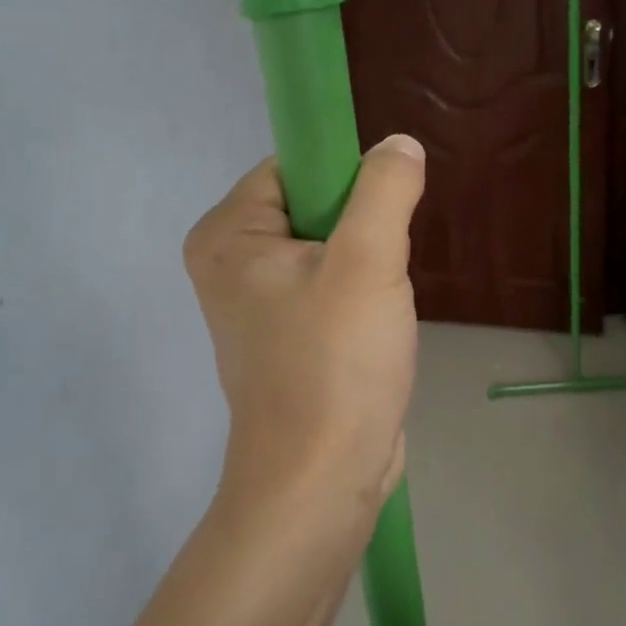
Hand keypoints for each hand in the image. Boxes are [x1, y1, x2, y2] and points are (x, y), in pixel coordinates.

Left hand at [184, 136, 424, 519]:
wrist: (321, 480)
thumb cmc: (334, 365)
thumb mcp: (368, 263)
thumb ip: (384, 190)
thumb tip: (398, 145)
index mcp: (227, 235)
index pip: (292, 167)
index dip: (345, 179)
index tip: (382, 216)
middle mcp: (231, 265)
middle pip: (313, 209)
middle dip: (362, 234)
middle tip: (381, 274)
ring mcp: (257, 307)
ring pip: (330, 253)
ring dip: (368, 272)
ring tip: (376, 312)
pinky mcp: (286, 340)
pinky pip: (331, 293)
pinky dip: (361, 303)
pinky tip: (373, 337)